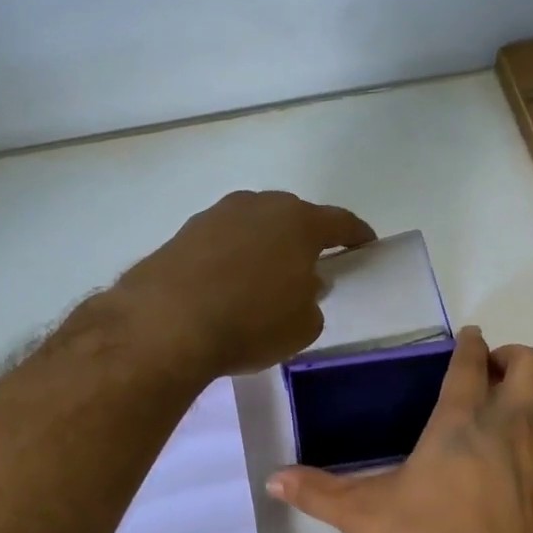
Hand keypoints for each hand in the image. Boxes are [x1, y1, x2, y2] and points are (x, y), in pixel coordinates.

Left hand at [119, 191, 375, 376]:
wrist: (166, 323)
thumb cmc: (251, 323)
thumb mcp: (303, 326)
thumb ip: (312, 300)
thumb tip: (302, 286)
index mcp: (299, 222)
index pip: (339, 222)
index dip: (356, 234)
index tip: (366, 244)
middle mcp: (259, 206)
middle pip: (293, 217)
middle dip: (305, 238)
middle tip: (310, 266)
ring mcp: (217, 216)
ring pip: (254, 226)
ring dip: (264, 246)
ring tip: (264, 278)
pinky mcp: (183, 234)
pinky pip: (222, 243)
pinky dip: (231, 259)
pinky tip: (227, 286)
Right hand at [266, 327, 532, 532]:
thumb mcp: (366, 520)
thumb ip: (320, 493)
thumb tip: (272, 478)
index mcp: (461, 423)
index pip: (470, 362)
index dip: (469, 344)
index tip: (469, 339)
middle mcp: (514, 426)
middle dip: (516, 359)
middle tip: (497, 378)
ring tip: (526, 421)